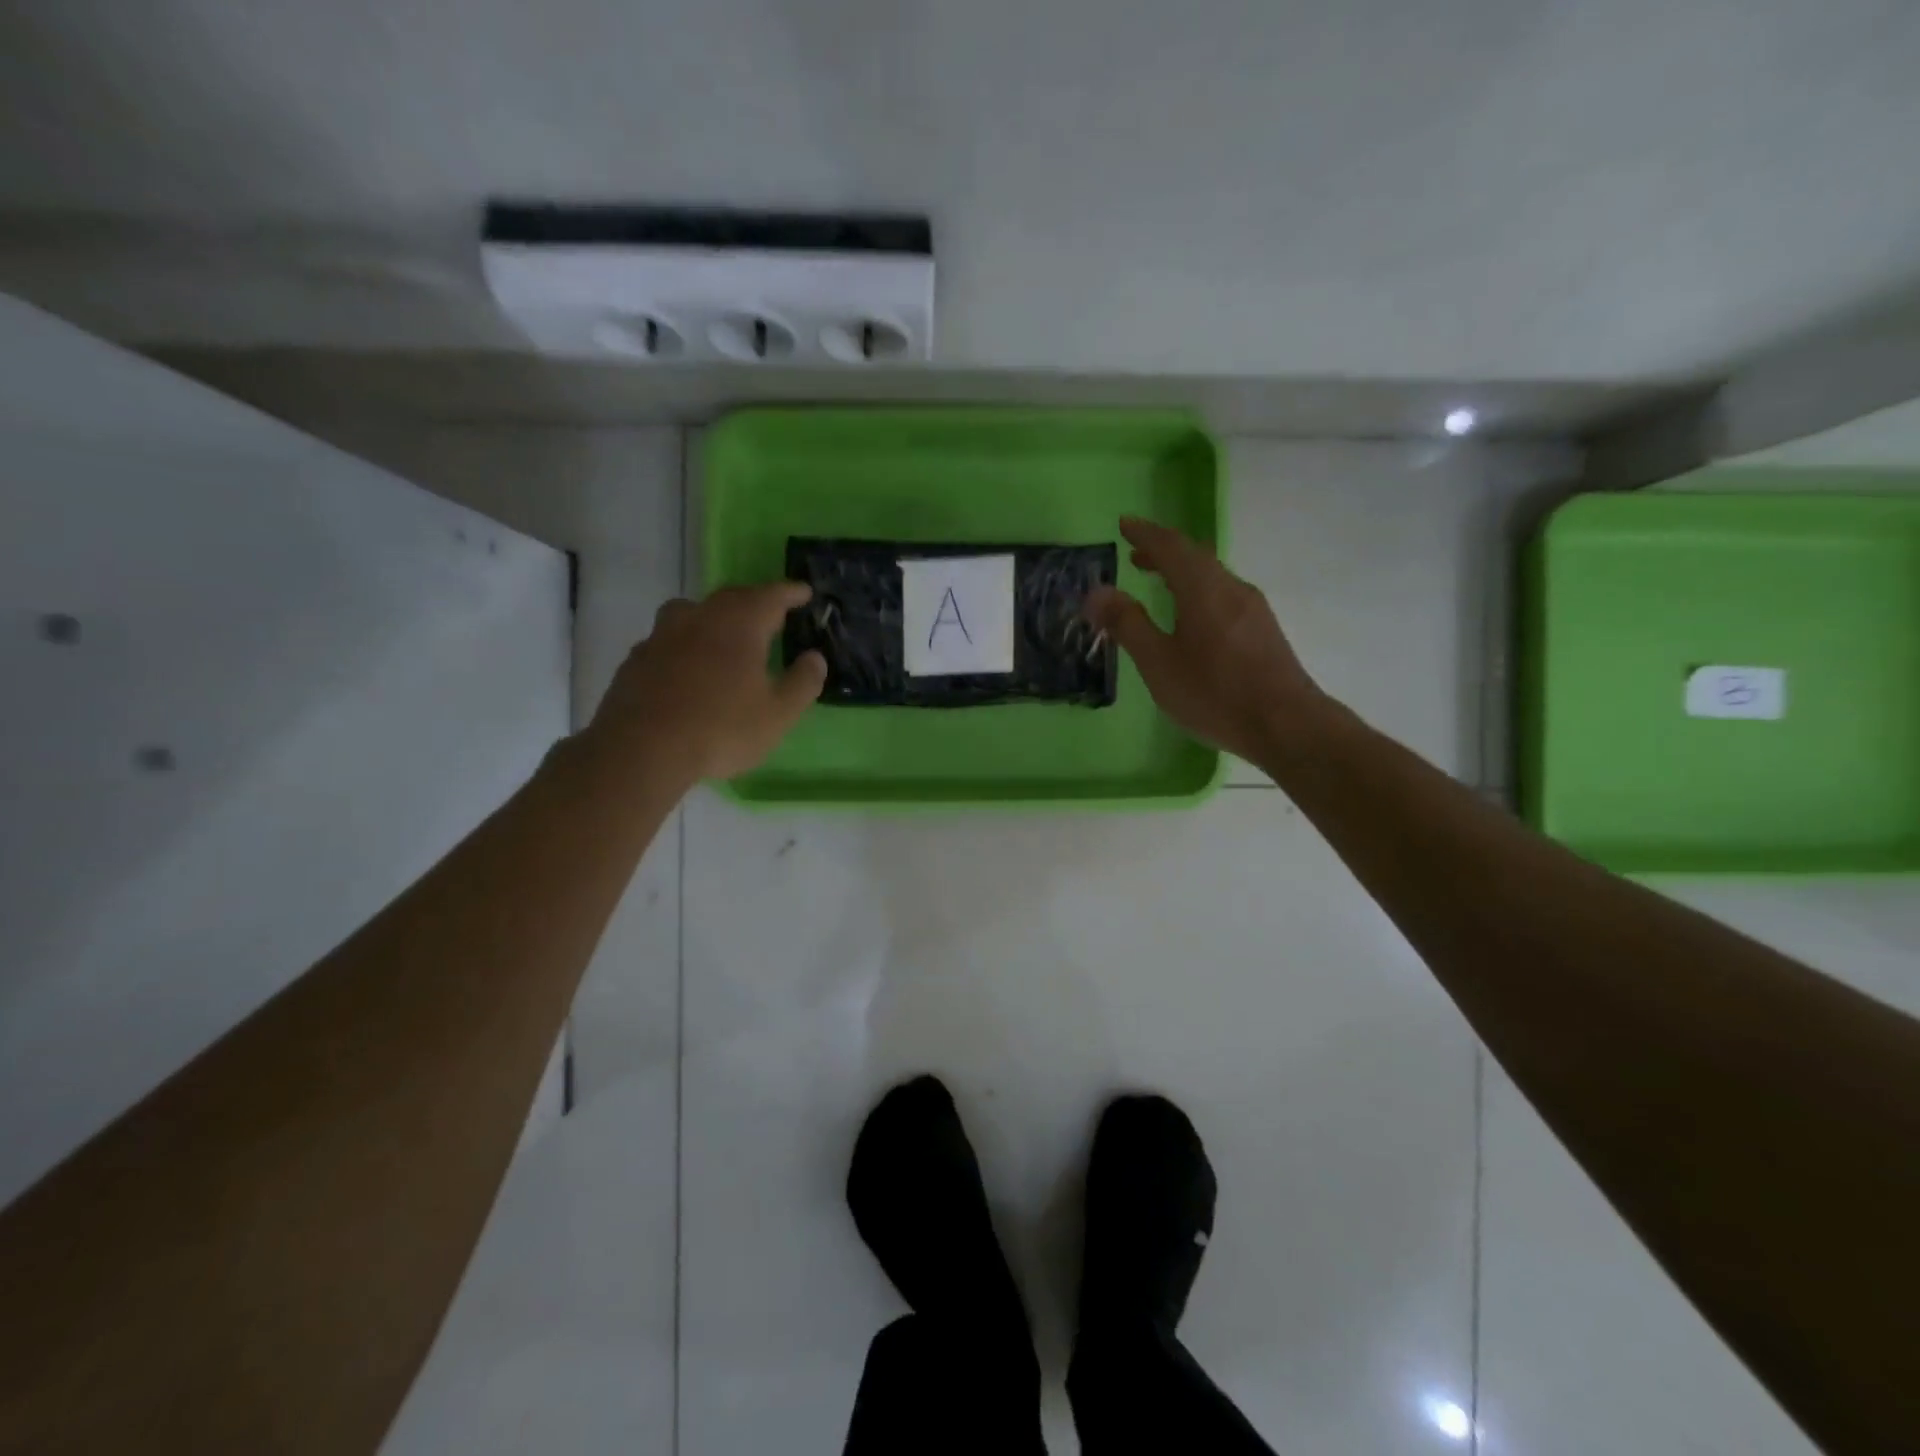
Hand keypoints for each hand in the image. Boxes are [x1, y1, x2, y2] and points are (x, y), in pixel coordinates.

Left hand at [586, 583, 826, 784]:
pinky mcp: (637, 658)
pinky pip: (668, 639)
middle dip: (754, 601)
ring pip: (692, 611)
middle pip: (731, 598)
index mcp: (740, 624)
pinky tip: (687, 667)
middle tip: (770, 614)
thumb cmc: (721, 729)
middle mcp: (700, 618)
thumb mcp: (778, 714)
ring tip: (723, 634)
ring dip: (713, 616)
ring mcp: (662, 635)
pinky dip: (685, 643)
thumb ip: (802, 682)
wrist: (642, 749)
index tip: (804, 591)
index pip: (771, 596)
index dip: (791, 592)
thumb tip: (815, 658)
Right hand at [1086, 517, 1320, 762]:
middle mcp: (1230, 587)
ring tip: (1159, 582)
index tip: (1124, 524)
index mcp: (1202, 588)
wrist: (1286, 724)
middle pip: (1195, 556)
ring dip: (1182, 572)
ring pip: (1212, 576)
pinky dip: (1199, 590)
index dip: (1145, 534)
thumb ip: (1127, 624)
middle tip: (1135, 555)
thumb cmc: (1214, 693)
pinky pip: (1223, 594)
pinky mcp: (1263, 630)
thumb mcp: (1158, 662)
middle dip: (1163, 551)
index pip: (1170, 546)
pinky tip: (1192, 616)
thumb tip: (1097, 591)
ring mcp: (1252, 608)